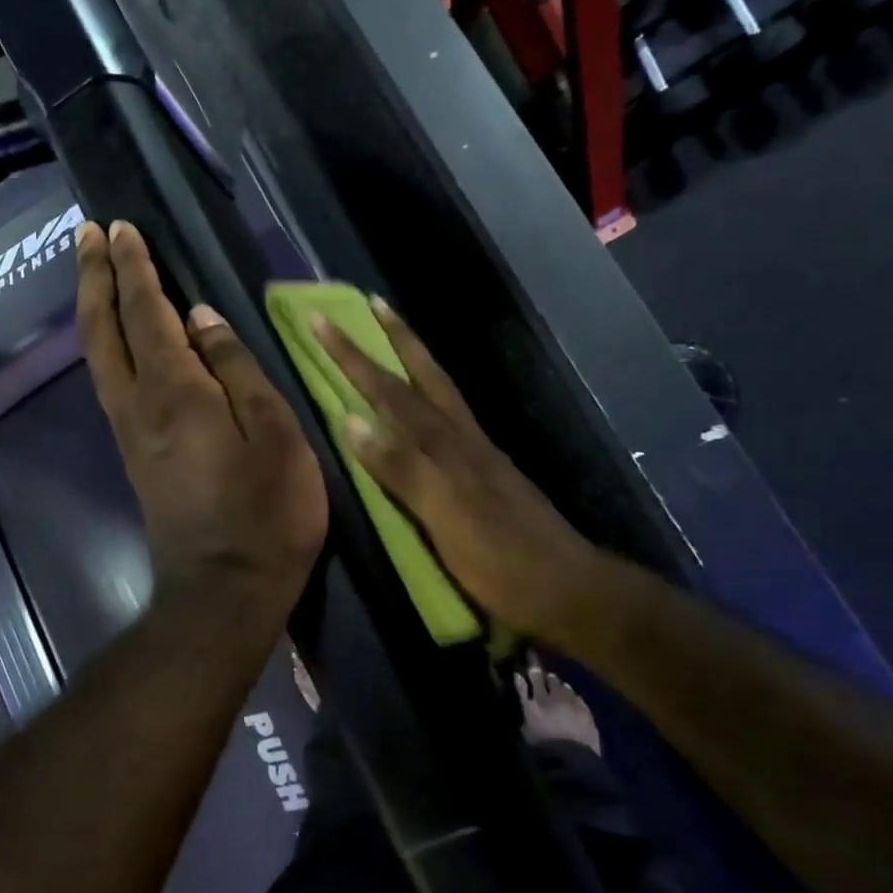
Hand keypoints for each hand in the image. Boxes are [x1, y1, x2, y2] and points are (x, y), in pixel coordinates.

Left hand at [75, 221, 326, 626]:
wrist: (224, 591)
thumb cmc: (266, 512)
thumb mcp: (275, 433)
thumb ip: (237, 369)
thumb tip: (201, 318)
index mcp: (174, 390)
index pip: (146, 311)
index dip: (134, 267)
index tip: (122, 227)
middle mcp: (136, 403)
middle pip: (101, 328)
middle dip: (93, 275)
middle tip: (86, 232)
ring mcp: (128, 432)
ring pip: (97, 355)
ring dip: (92, 306)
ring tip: (94, 270)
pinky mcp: (132, 454)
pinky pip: (109, 381)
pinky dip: (105, 343)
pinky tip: (115, 337)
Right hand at [313, 299, 603, 653]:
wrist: (569, 590)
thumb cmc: (500, 560)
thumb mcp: (445, 516)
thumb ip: (400, 467)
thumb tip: (351, 420)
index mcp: (447, 446)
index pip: (392, 391)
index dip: (356, 357)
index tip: (323, 321)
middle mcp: (464, 438)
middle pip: (425, 377)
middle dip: (394, 339)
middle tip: (372, 302)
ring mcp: (480, 454)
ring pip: (442, 393)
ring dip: (415, 360)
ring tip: (396, 337)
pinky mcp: (488, 474)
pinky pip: (451, 419)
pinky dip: (431, 397)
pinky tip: (427, 404)